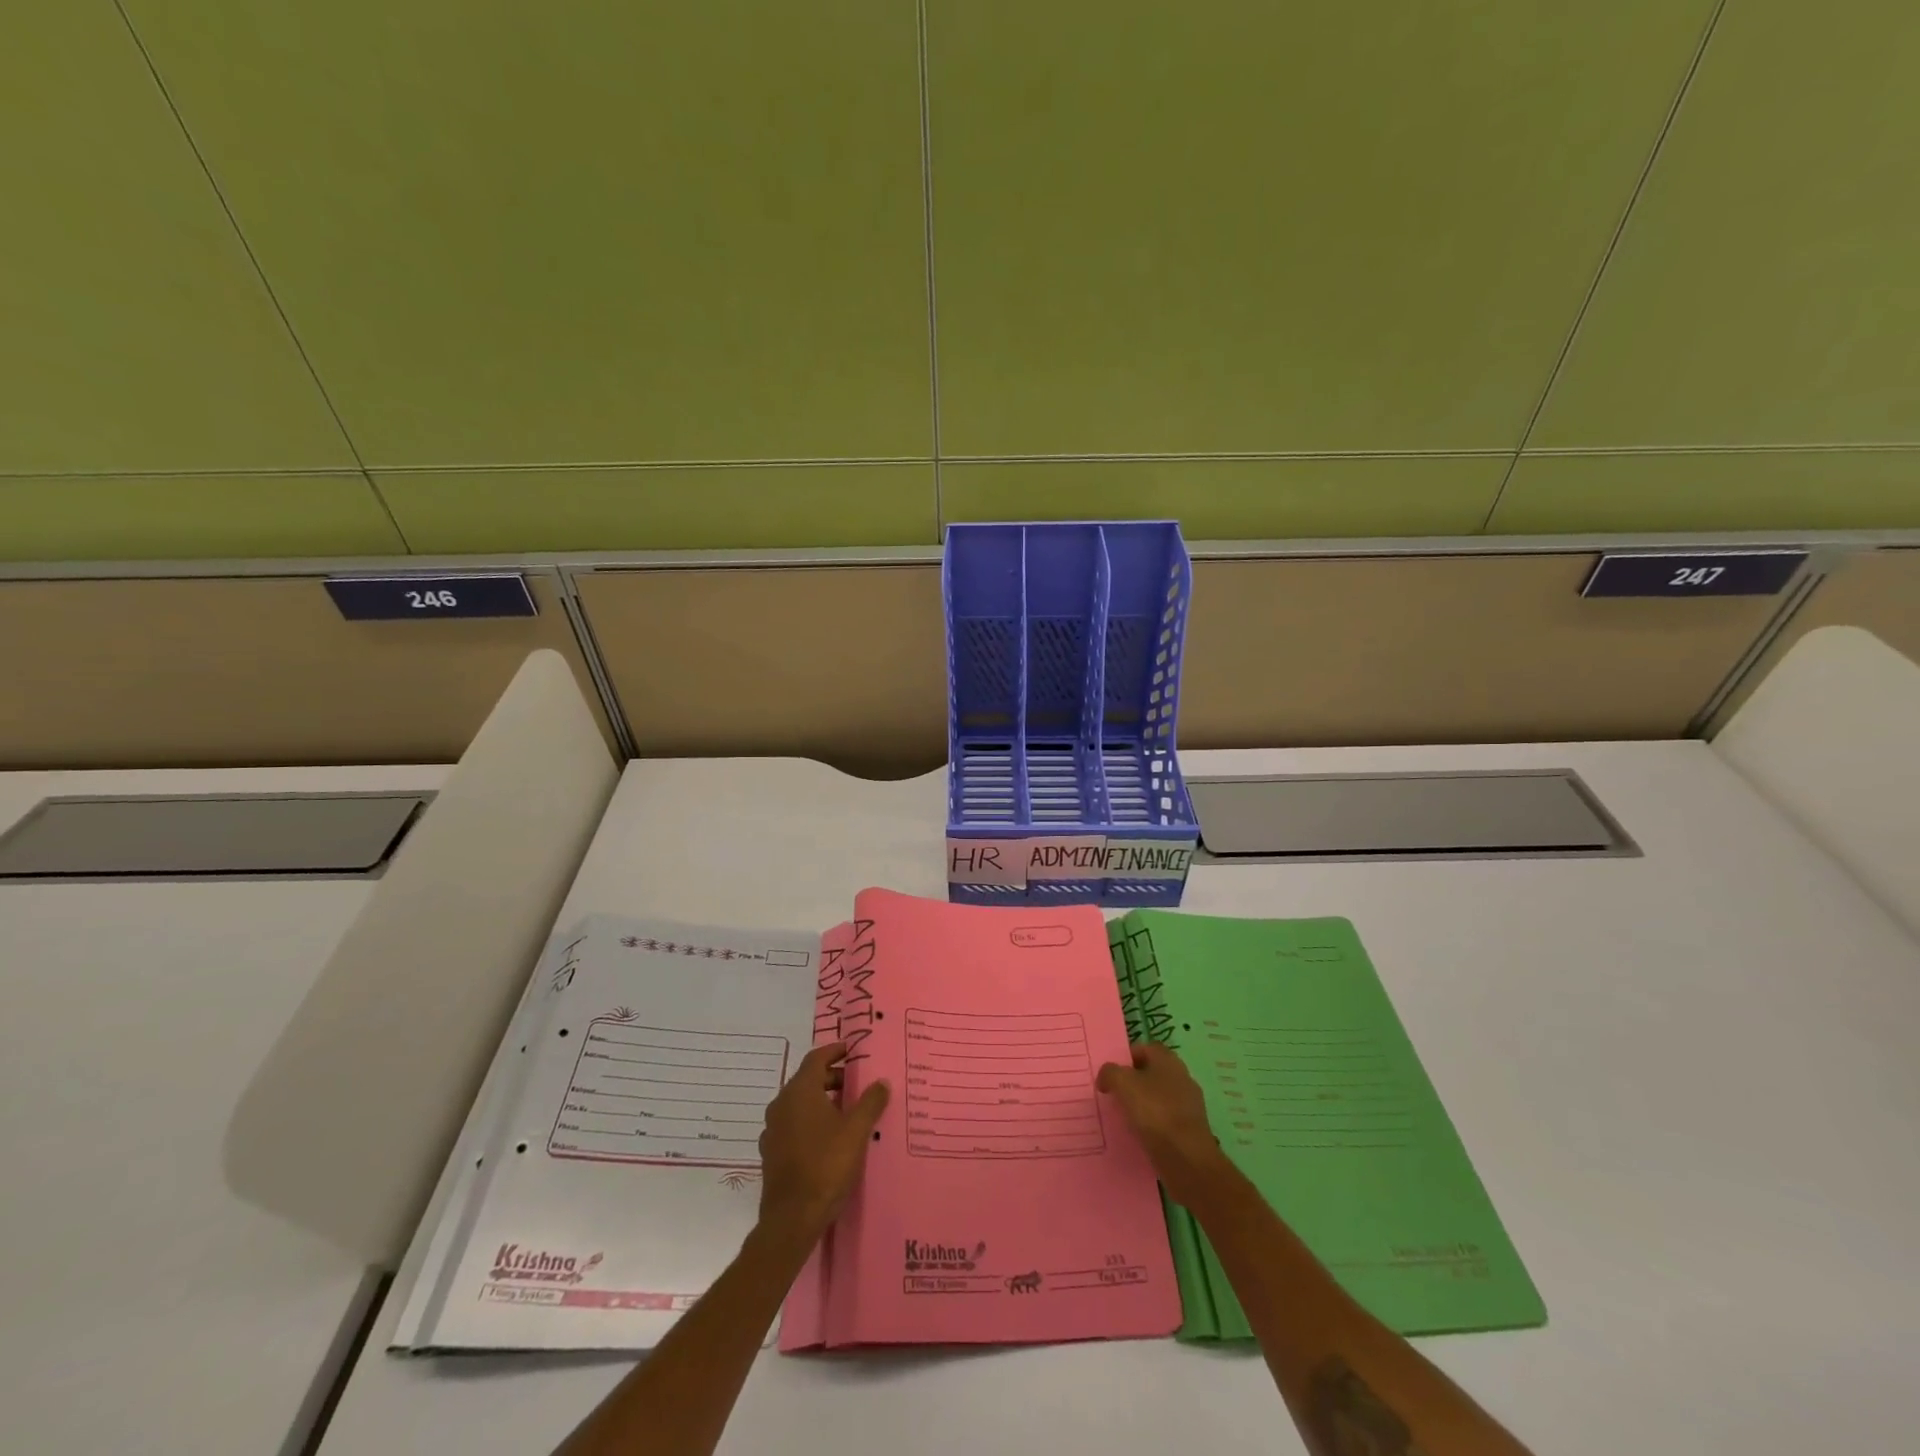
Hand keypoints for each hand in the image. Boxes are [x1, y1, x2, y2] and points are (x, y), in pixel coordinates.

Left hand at [757, 1043, 889, 1243]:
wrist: (792, 1219)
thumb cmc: (826, 1165)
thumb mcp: (856, 1131)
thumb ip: (870, 1102)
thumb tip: (881, 1082)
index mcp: (799, 1091)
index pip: (816, 1058)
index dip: (835, 1051)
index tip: (852, 1050)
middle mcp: (781, 1104)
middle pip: (808, 1080)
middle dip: (832, 1078)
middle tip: (856, 1084)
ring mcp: (773, 1130)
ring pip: (800, 1104)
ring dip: (822, 1101)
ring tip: (847, 1112)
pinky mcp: (772, 1153)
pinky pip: (794, 1126)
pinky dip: (811, 1122)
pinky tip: (829, 1139)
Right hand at [1097, 1042, 1231, 1206]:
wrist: (1187, 1159)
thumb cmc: (1155, 1112)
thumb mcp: (1123, 1084)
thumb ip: (1110, 1073)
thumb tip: (1105, 1077)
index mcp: (1169, 1061)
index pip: (1146, 1048)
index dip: (1127, 1057)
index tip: (1112, 1073)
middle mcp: (1182, 1078)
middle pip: (1153, 1073)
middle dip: (1134, 1082)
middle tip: (1115, 1094)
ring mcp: (1189, 1105)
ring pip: (1160, 1098)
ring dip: (1144, 1105)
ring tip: (1125, 1118)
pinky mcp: (1191, 1130)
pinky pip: (1167, 1121)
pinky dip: (1154, 1125)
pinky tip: (1141, 1136)